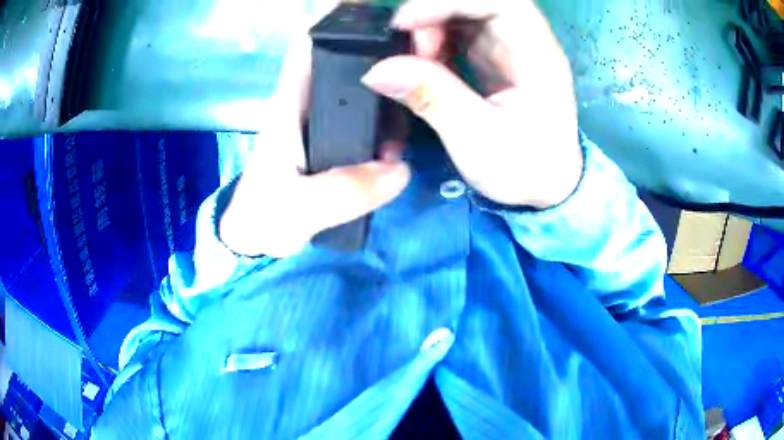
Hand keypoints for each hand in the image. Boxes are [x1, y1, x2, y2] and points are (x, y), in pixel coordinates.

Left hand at [219, 6, 410, 257]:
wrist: (260, 240)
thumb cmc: (263, 218)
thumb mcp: (295, 209)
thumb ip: (340, 191)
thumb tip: (398, 171)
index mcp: (291, 104)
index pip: (311, 44)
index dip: (339, 20)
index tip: (380, 11)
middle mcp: (311, 103)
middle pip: (347, 57)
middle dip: (382, 45)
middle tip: (425, 45)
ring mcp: (328, 122)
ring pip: (363, 84)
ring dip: (392, 77)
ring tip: (428, 77)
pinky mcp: (340, 143)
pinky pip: (371, 115)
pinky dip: (392, 110)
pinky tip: (415, 115)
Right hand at [361, 0, 582, 209]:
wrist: (544, 190)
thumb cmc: (525, 168)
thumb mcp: (478, 138)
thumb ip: (432, 98)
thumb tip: (377, 69)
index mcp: (538, 55)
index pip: (499, 1)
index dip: (450, 1)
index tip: (407, 23)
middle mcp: (525, 42)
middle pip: (477, 2)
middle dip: (435, 14)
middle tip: (411, 48)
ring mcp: (508, 48)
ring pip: (464, 14)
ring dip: (431, 28)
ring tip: (416, 61)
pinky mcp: (493, 58)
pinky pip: (459, 33)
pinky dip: (434, 42)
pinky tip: (425, 66)